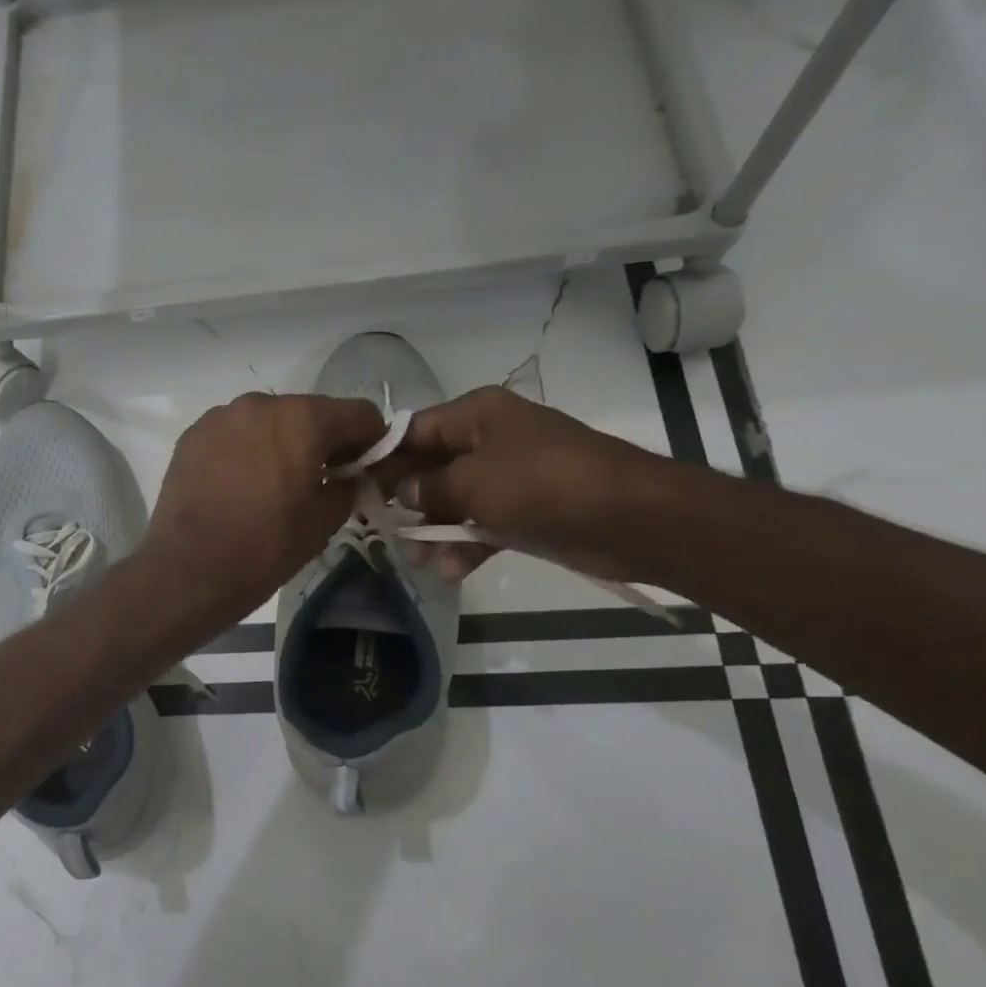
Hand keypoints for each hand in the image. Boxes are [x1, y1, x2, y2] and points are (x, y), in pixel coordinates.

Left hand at [144, 392, 385, 626]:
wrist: (186, 571)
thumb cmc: (264, 548)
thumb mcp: (323, 523)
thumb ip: (347, 487)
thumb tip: (349, 476)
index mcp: (303, 419)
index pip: (359, 413)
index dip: (371, 440)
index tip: (365, 468)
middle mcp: (261, 403)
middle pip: (310, 413)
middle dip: (323, 441)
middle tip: (321, 480)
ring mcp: (221, 416)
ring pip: (269, 421)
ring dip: (282, 443)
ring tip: (274, 485)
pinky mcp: (192, 435)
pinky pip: (234, 433)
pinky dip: (246, 449)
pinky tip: (239, 485)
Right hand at [381, 385, 668, 583]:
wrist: (630, 517)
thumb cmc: (542, 484)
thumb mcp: (474, 482)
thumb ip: (429, 485)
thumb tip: (402, 490)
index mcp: (478, 415)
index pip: (415, 429)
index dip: (384, 457)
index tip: (355, 485)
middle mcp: (491, 439)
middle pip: (433, 466)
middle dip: (406, 499)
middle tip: (376, 527)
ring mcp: (511, 476)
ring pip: (456, 500)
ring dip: (435, 529)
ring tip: (416, 560)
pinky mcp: (528, 510)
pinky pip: (485, 524)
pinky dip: (467, 545)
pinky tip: (450, 571)